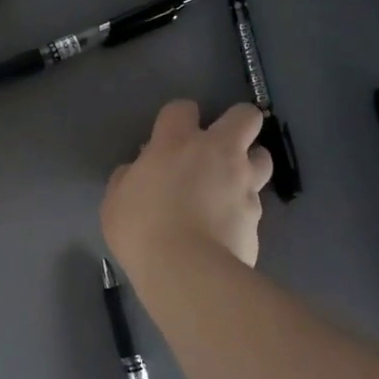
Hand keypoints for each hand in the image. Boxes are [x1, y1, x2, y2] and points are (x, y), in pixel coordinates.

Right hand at [102, 101, 273, 282]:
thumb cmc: (141, 230)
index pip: (183, 108)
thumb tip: (139, 170)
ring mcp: (243, 182)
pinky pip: (255, 201)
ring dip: (250, 163)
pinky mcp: (257, 214)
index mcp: (176, 143)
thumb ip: (129, 178)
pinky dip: (243, 208)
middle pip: (245, 116)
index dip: (179, 118)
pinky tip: (228, 225)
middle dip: (237, 124)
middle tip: (219, 147)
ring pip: (262, 156)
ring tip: (232, 184)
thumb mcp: (115, 202)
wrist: (187, 270)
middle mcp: (217, 153)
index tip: (170, 136)